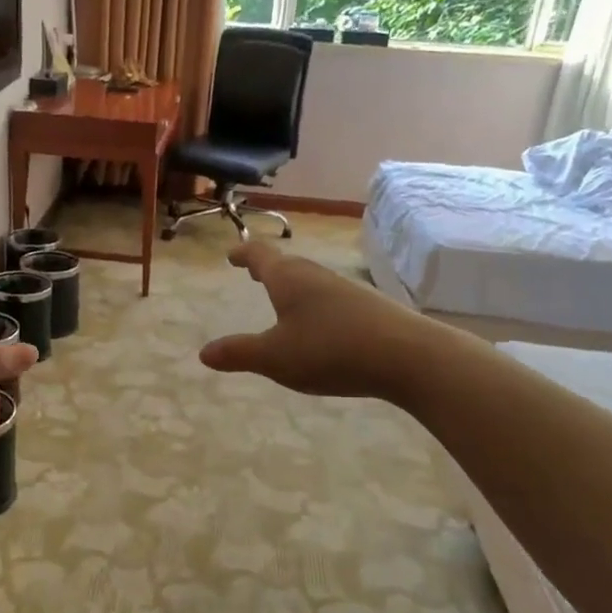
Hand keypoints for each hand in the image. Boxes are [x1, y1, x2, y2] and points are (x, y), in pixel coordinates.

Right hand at [199, 240, 426, 399]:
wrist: (407, 355)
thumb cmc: (330, 350)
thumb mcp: (275, 358)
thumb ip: (239, 354)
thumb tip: (204, 353)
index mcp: (288, 279)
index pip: (260, 257)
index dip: (244, 254)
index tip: (232, 254)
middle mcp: (316, 276)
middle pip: (287, 265)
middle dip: (268, 267)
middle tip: (253, 271)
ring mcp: (346, 290)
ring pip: (311, 280)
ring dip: (292, 284)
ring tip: (283, 297)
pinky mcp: (368, 308)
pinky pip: (330, 298)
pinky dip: (314, 303)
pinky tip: (320, 324)